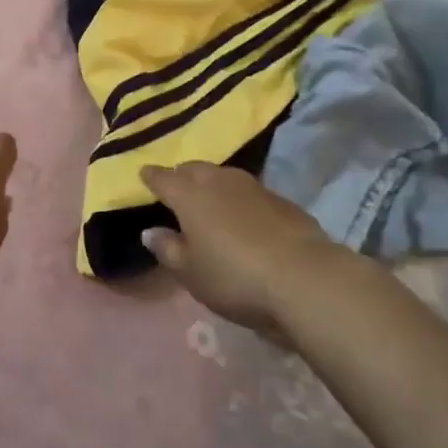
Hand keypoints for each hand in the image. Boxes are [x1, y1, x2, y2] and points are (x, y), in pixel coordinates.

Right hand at [139, 162, 354, 340]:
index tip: (143, 175)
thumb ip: (167, 249)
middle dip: (181, 175)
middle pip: (193, 169)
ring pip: (223, 176)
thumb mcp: (190, 273)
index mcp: (189, 195)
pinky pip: (249, 192)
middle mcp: (218, 181)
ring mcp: (253, 187)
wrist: (304, 277)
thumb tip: (150, 231)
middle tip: (176, 186)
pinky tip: (243, 215)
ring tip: (208, 197)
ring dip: (212, 183)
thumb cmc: (234, 276)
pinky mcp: (282, 200)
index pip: (163, 178)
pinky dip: (239, 198)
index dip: (151, 177)